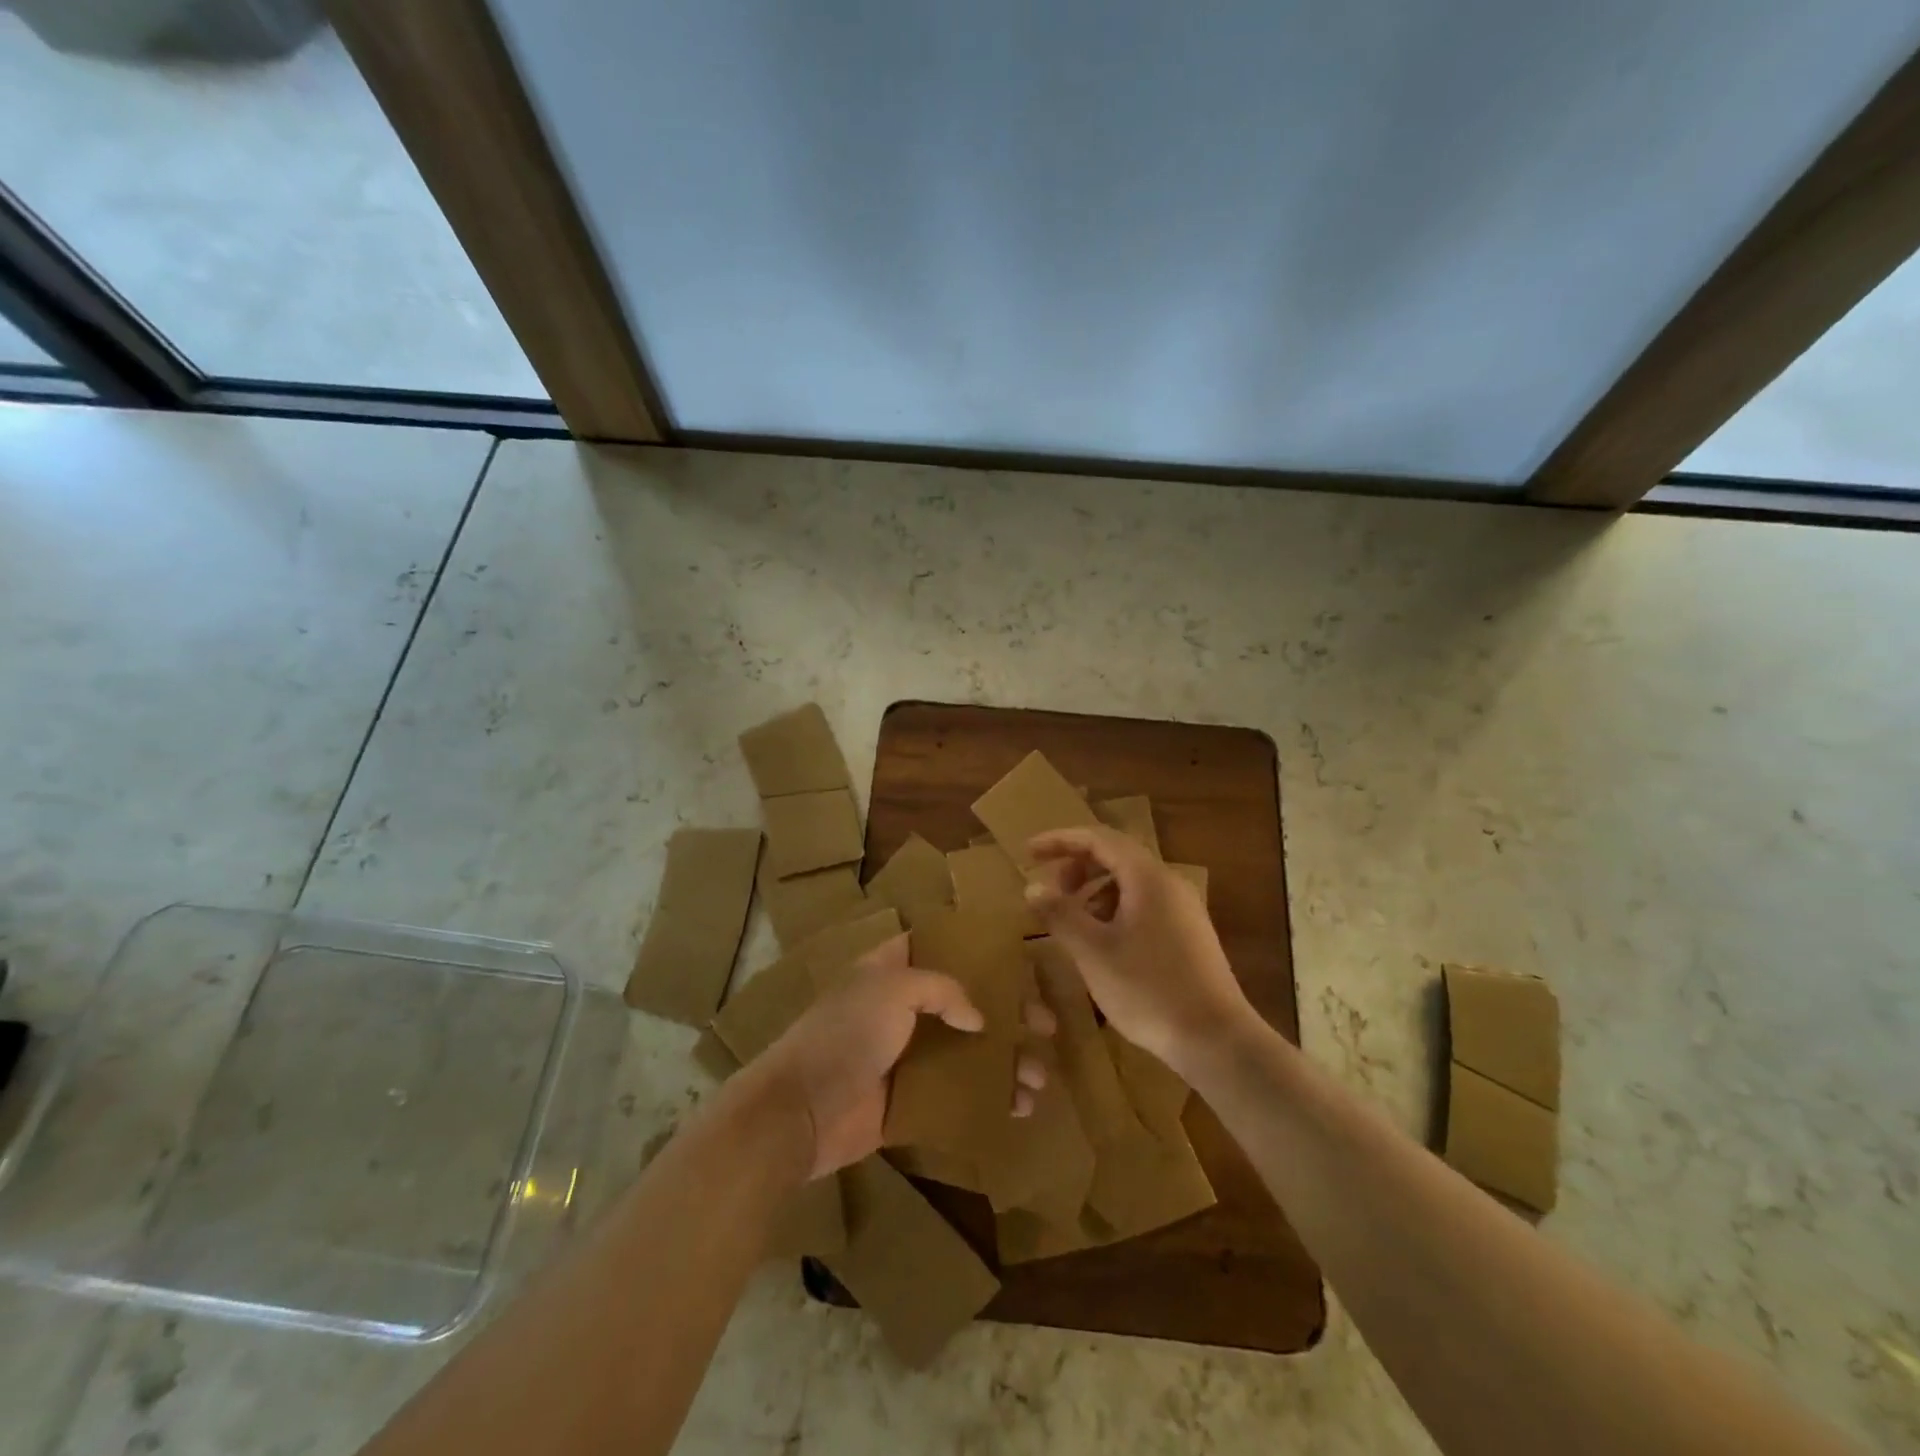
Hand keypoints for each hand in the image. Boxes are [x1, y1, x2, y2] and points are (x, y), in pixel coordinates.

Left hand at [753, 934, 1053, 1178]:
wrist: (800, 1111)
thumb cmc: (845, 1035)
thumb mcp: (891, 990)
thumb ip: (942, 990)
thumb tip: (978, 1020)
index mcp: (891, 971)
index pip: (940, 947)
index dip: (978, 951)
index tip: (1019, 962)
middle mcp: (902, 1008)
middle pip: (966, 1002)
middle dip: (1008, 1014)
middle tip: (1046, 1026)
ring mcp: (907, 1056)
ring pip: (968, 1051)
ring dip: (1006, 1061)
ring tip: (1037, 1078)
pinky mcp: (910, 1100)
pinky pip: (958, 1095)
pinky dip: (988, 1099)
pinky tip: (1018, 1107)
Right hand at [1025, 825, 1253, 1073]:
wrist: (1216, 1040)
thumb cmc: (1149, 990)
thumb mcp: (1093, 952)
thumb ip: (1060, 914)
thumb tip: (1033, 887)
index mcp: (1147, 877)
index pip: (1098, 837)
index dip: (1059, 840)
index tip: (1028, 853)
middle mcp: (1168, 882)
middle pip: (1116, 855)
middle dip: (1077, 867)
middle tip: (1050, 892)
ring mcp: (1183, 908)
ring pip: (1130, 881)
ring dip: (1094, 889)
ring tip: (1072, 919)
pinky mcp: (1188, 933)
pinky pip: (1144, 903)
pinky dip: (1114, 908)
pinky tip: (1102, 942)